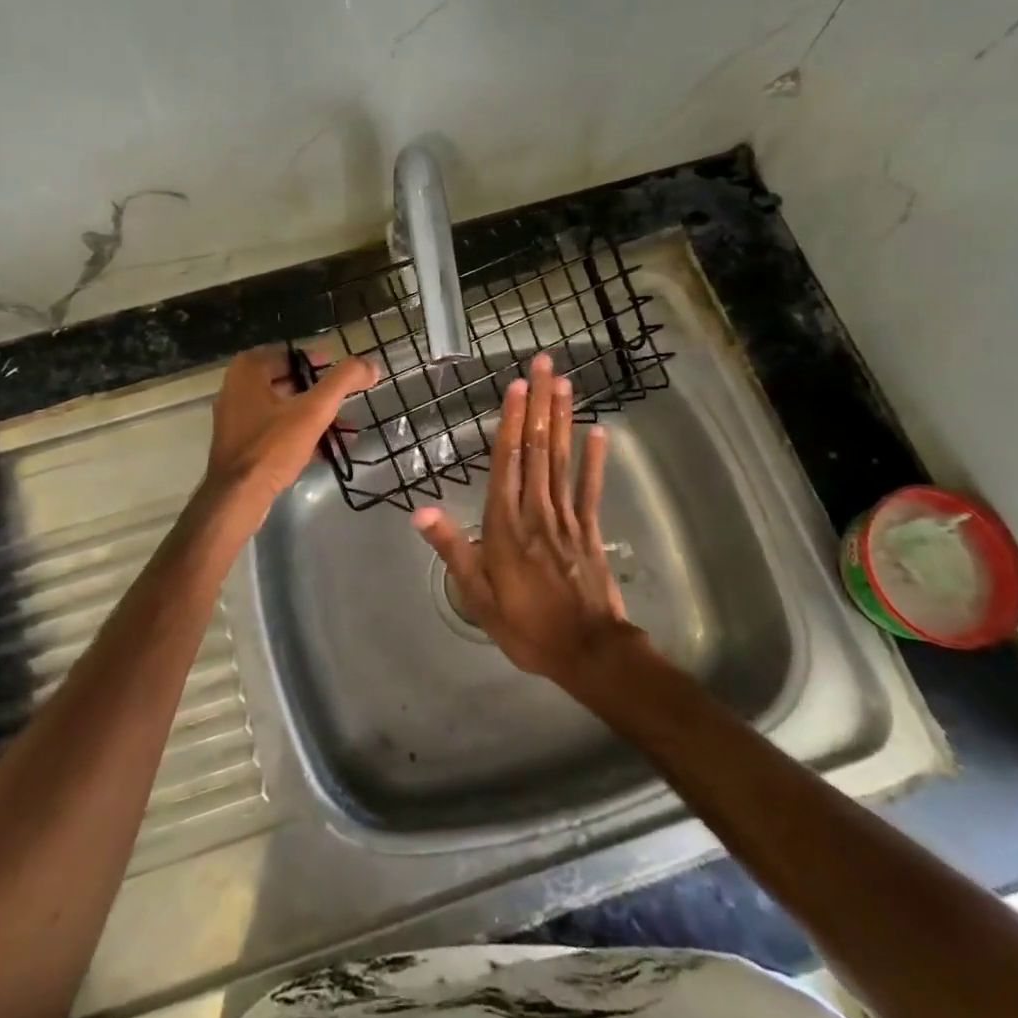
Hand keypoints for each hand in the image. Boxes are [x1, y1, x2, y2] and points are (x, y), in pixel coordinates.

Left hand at [208, 346, 377, 508]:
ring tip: (347, 430)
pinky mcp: (242, 442)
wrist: (236, 498)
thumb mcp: (313, 410)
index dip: (323, 365)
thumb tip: (370, 364)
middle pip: (291, 381)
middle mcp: (237, 386)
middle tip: (348, 404)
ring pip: (285, 407)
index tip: (347, 379)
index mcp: (248, 369)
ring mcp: (237, 416)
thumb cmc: (272, 447)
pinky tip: (329, 449)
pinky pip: (277, 429)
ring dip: (316, 417)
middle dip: (322, 395)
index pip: (294, 355)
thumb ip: (343, 382)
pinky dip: (301, 434)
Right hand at [412, 352, 633, 683]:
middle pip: (536, 447)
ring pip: (561, 458)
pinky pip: (591, 487)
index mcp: (505, 524)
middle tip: (543, 365)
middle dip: (539, 403)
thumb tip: (419, 509)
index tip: (515, 385)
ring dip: (563, 418)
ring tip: (564, 383)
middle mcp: (535, 510)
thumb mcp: (477, 595)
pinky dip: (594, 458)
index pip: (507, 461)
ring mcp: (566, 517)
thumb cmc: (525, 625)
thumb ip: (452, 548)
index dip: (511, 420)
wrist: (587, 652)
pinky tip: (598, 430)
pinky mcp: (590, 529)